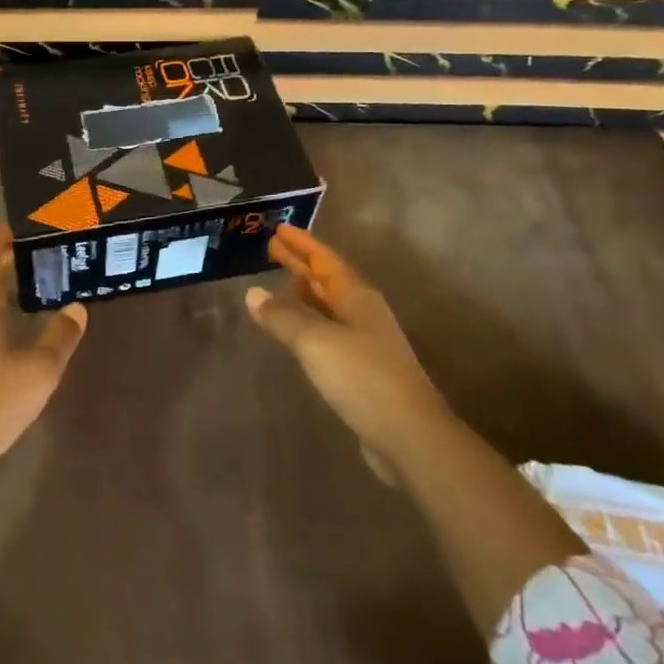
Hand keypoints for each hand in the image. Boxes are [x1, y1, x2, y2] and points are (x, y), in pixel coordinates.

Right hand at [245, 225, 447, 486]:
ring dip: (305, 293)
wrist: (409, 435)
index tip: (279, 229)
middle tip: (273, 249)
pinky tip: (296, 333)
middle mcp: (364, 314)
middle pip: (328, 281)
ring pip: (329, 307)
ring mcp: (366, 343)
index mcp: (357, 298)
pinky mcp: (363, 371)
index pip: (326, 261)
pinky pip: (329, 333)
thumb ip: (283, 317)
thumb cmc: (362, 377)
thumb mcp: (315, 341)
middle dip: (301, 264)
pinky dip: (310, 323)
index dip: (302, 244)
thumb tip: (253, 293)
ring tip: (281, 284)